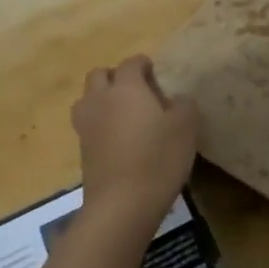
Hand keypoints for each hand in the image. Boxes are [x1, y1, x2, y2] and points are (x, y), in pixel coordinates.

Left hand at [71, 56, 199, 232]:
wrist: (122, 204)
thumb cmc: (158, 158)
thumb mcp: (186, 127)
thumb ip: (183, 105)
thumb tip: (176, 101)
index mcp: (127, 88)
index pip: (131, 63)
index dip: (143, 64)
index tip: (154, 71)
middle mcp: (101, 100)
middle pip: (99, 75)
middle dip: (115, 76)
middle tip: (136, 90)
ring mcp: (87, 126)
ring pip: (87, 99)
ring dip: (101, 98)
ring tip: (122, 113)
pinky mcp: (82, 150)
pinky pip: (88, 124)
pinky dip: (99, 123)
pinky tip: (118, 138)